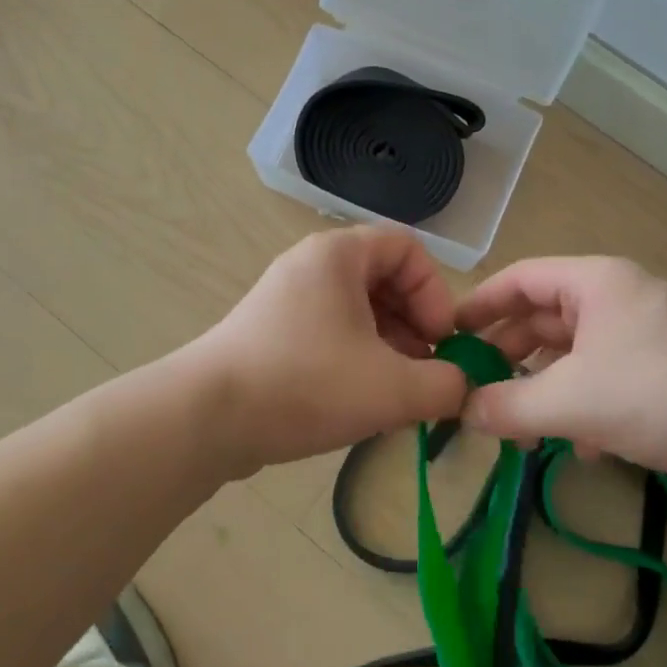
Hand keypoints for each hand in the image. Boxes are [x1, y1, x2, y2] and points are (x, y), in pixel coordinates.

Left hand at [191, 226, 470, 475]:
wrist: (206, 417)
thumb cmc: (305, 384)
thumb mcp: (391, 388)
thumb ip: (444, 385)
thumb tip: (461, 387)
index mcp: (338, 255)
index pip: (408, 249)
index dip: (436, 293)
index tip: (441, 342)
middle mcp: (311, 266)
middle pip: (384, 279)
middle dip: (415, 326)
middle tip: (425, 372)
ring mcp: (286, 299)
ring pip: (357, 311)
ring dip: (389, 347)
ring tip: (397, 394)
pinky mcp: (271, 333)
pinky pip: (330, 332)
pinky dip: (356, 359)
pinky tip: (361, 401)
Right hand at [455, 256, 666, 500]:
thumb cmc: (656, 394)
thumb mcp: (570, 399)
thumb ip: (508, 405)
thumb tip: (464, 412)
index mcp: (595, 282)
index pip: (521, 278)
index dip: (480, 304)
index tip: (448, 334)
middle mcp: (619, 299)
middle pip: (545, 317)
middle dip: (509, 355)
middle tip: (476, 388)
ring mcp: (645, 336)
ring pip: (575, 354)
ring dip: (543, 388)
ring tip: (517, 427)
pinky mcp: (665, 373)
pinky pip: (605, 379)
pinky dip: (582, 406)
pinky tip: (578, 446)